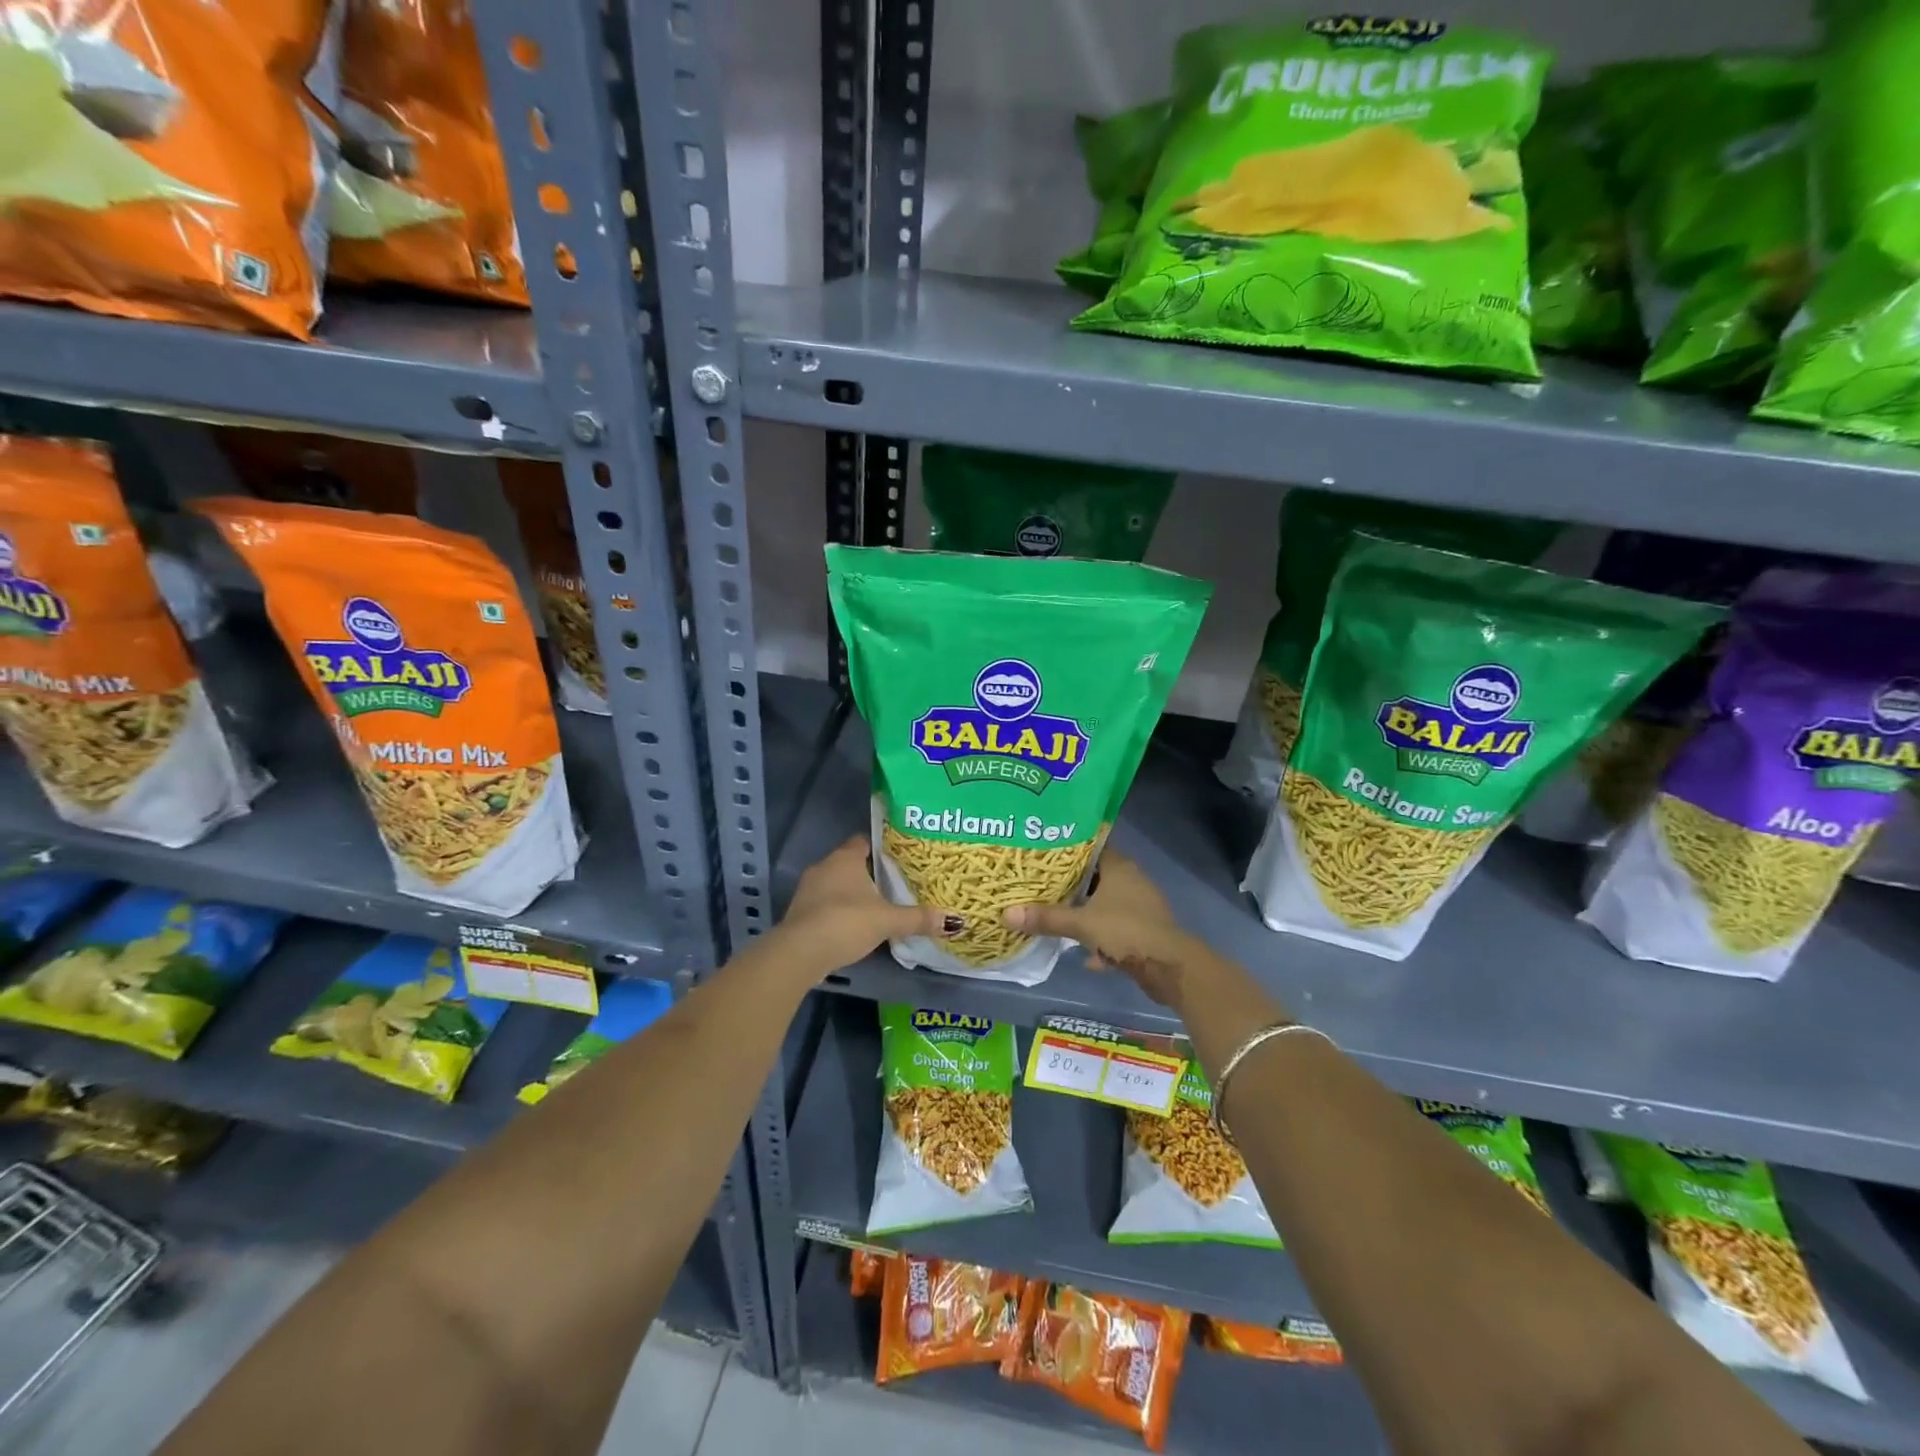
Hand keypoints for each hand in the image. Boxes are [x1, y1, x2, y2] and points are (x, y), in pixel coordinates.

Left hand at [774, 835, 956, 978]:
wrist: (799, 952)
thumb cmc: (846, 922)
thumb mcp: (887, 920)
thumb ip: (918, 918)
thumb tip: (954, 920)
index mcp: (845, 858)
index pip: (863, 842)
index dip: (880, 847)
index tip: (898, 856)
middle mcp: (824, 867)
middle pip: (849, 863)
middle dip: (868, 873)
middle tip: (893, 884)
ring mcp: (807, 890)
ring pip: (835, 885)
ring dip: (851, 894)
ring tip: (875, 906)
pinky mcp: (799, 913)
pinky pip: (824, 905)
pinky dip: (837, 911)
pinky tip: (852, 926)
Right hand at [1002, 852, 1209, 1007]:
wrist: (1170, 968)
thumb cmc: (1126, 931)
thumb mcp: (1081, 923)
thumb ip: (1045, 918)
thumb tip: (1005, 914)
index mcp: (1119, 867)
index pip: (1090, 847)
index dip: (1067, 849)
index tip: (1043, 852)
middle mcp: (1131, 881)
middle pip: (1096, 877)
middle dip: (1071, 884)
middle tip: (1041, 885)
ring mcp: (1140, 907)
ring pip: (1105, 904)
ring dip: (1086, 912)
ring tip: (1057, 916)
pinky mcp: (1144, 932)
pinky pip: (1115, 930)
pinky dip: (1100, 939)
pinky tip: (1084, 956)